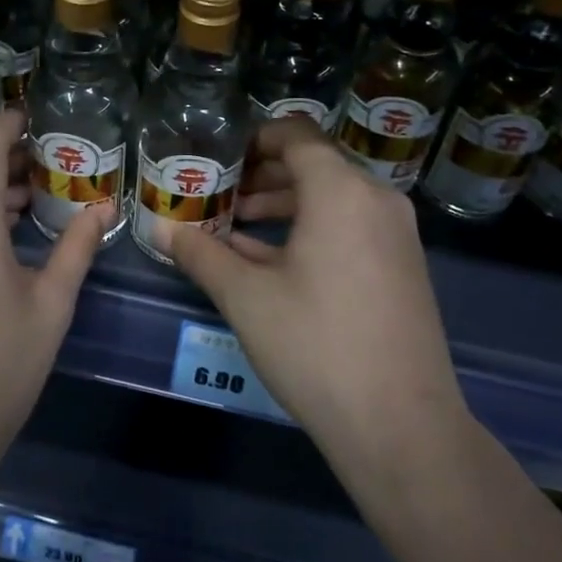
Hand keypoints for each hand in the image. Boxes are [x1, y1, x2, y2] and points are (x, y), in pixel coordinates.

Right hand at [171, 117, 468, 477]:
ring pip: (331, 198)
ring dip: (282, 205)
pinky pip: (350, 227)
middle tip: (218, 196)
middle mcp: (376, 199)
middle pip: (313, 165)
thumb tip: (159, 228)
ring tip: (234, 228)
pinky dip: (310, 230)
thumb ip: (200, 253)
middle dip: (261, 176)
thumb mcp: (246, 297)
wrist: (401, 426)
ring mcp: (396, 234)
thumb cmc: (316, 346)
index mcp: (341, 191)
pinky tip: (269, 261)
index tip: (217, 158)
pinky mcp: (402, 266)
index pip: (296, 135)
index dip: (253, 139)